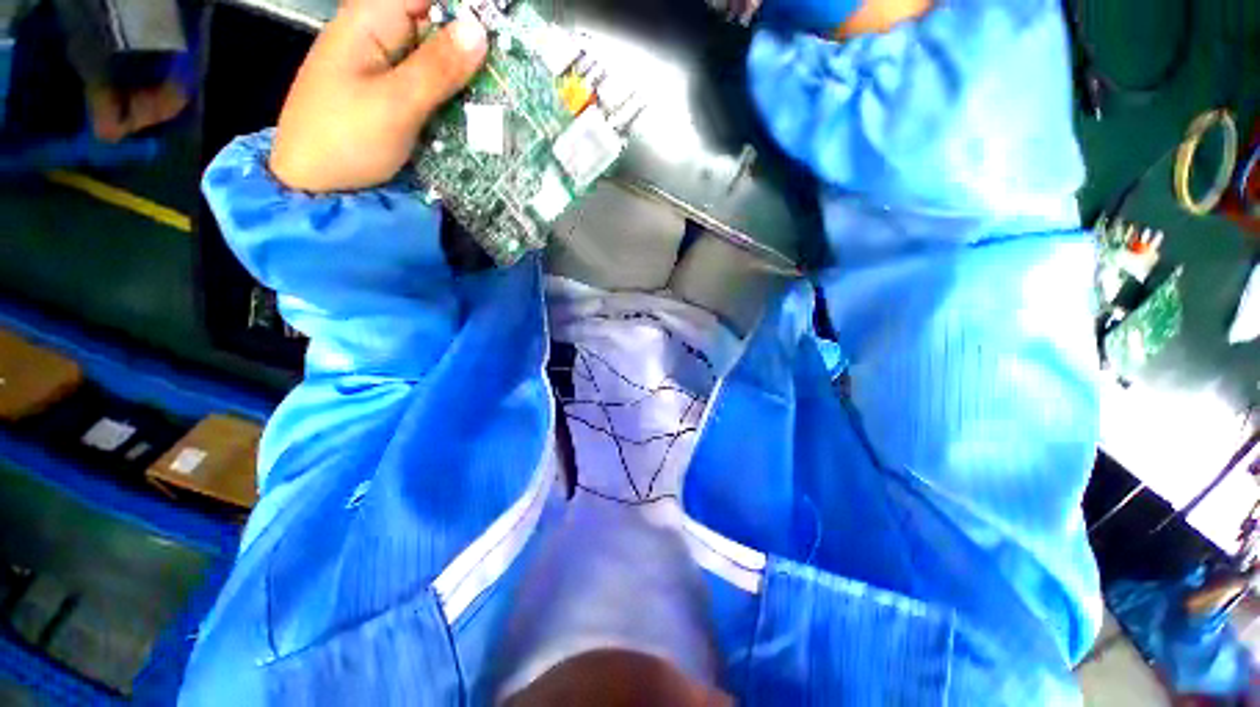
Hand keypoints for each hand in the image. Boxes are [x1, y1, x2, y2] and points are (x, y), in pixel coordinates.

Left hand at [269, 0, 487, 192]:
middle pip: (433, 25)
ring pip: (436, 59)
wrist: (315, 186)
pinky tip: (478, 112)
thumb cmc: (345, 139)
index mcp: (368, 22)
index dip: (464, 8)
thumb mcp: (394, 104)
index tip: (502, 30)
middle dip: (471, 45)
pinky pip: (431, 86)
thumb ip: (437, 68)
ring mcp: (385, 70)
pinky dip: (455, 97)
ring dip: (467, 75)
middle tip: (511, 70)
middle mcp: (378, 38)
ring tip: (503, 95)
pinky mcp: (394, 98)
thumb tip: (479, 30)